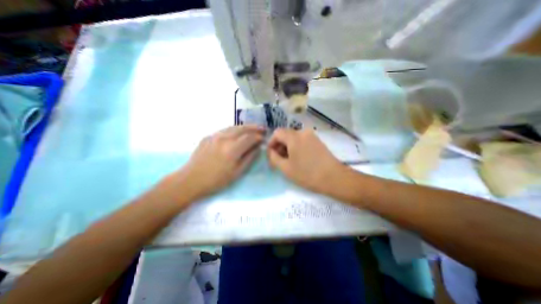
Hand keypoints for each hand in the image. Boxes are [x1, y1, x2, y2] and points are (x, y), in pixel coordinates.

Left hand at [168, 125, 264, 200]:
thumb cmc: (216, 180)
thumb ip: (249, 158)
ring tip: (252, 128)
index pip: (250, 138)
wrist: (191, 180)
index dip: (258, 137)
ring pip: (233, 127)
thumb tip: (257, 148)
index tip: (264, 138)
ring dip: (245, 127)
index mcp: (232, 149)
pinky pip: (224, 130)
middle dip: (254, 127)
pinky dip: (234, 130)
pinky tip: (237, 133)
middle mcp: (224, 138)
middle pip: (242, 128)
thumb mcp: (237, 172)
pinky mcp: (208, 137)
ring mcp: (214, 136)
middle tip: (262, 128)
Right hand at [267, 128, 345, 192]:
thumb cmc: (307, 174)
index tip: (271, 155)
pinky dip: (296, 147)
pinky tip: (299, 159)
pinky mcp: (317, 141)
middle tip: (279, 160)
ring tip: (289, 161)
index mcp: (294, 136)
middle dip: (279, 146)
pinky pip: (302, 140)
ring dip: (288, 147)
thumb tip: (270, 151)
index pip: (277, 133)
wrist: (334, 178)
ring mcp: (312, 136)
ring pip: (294, 138)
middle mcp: (303, 132)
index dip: (271, 143)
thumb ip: (274, 157)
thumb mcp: (286, 168)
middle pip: (285, 134)